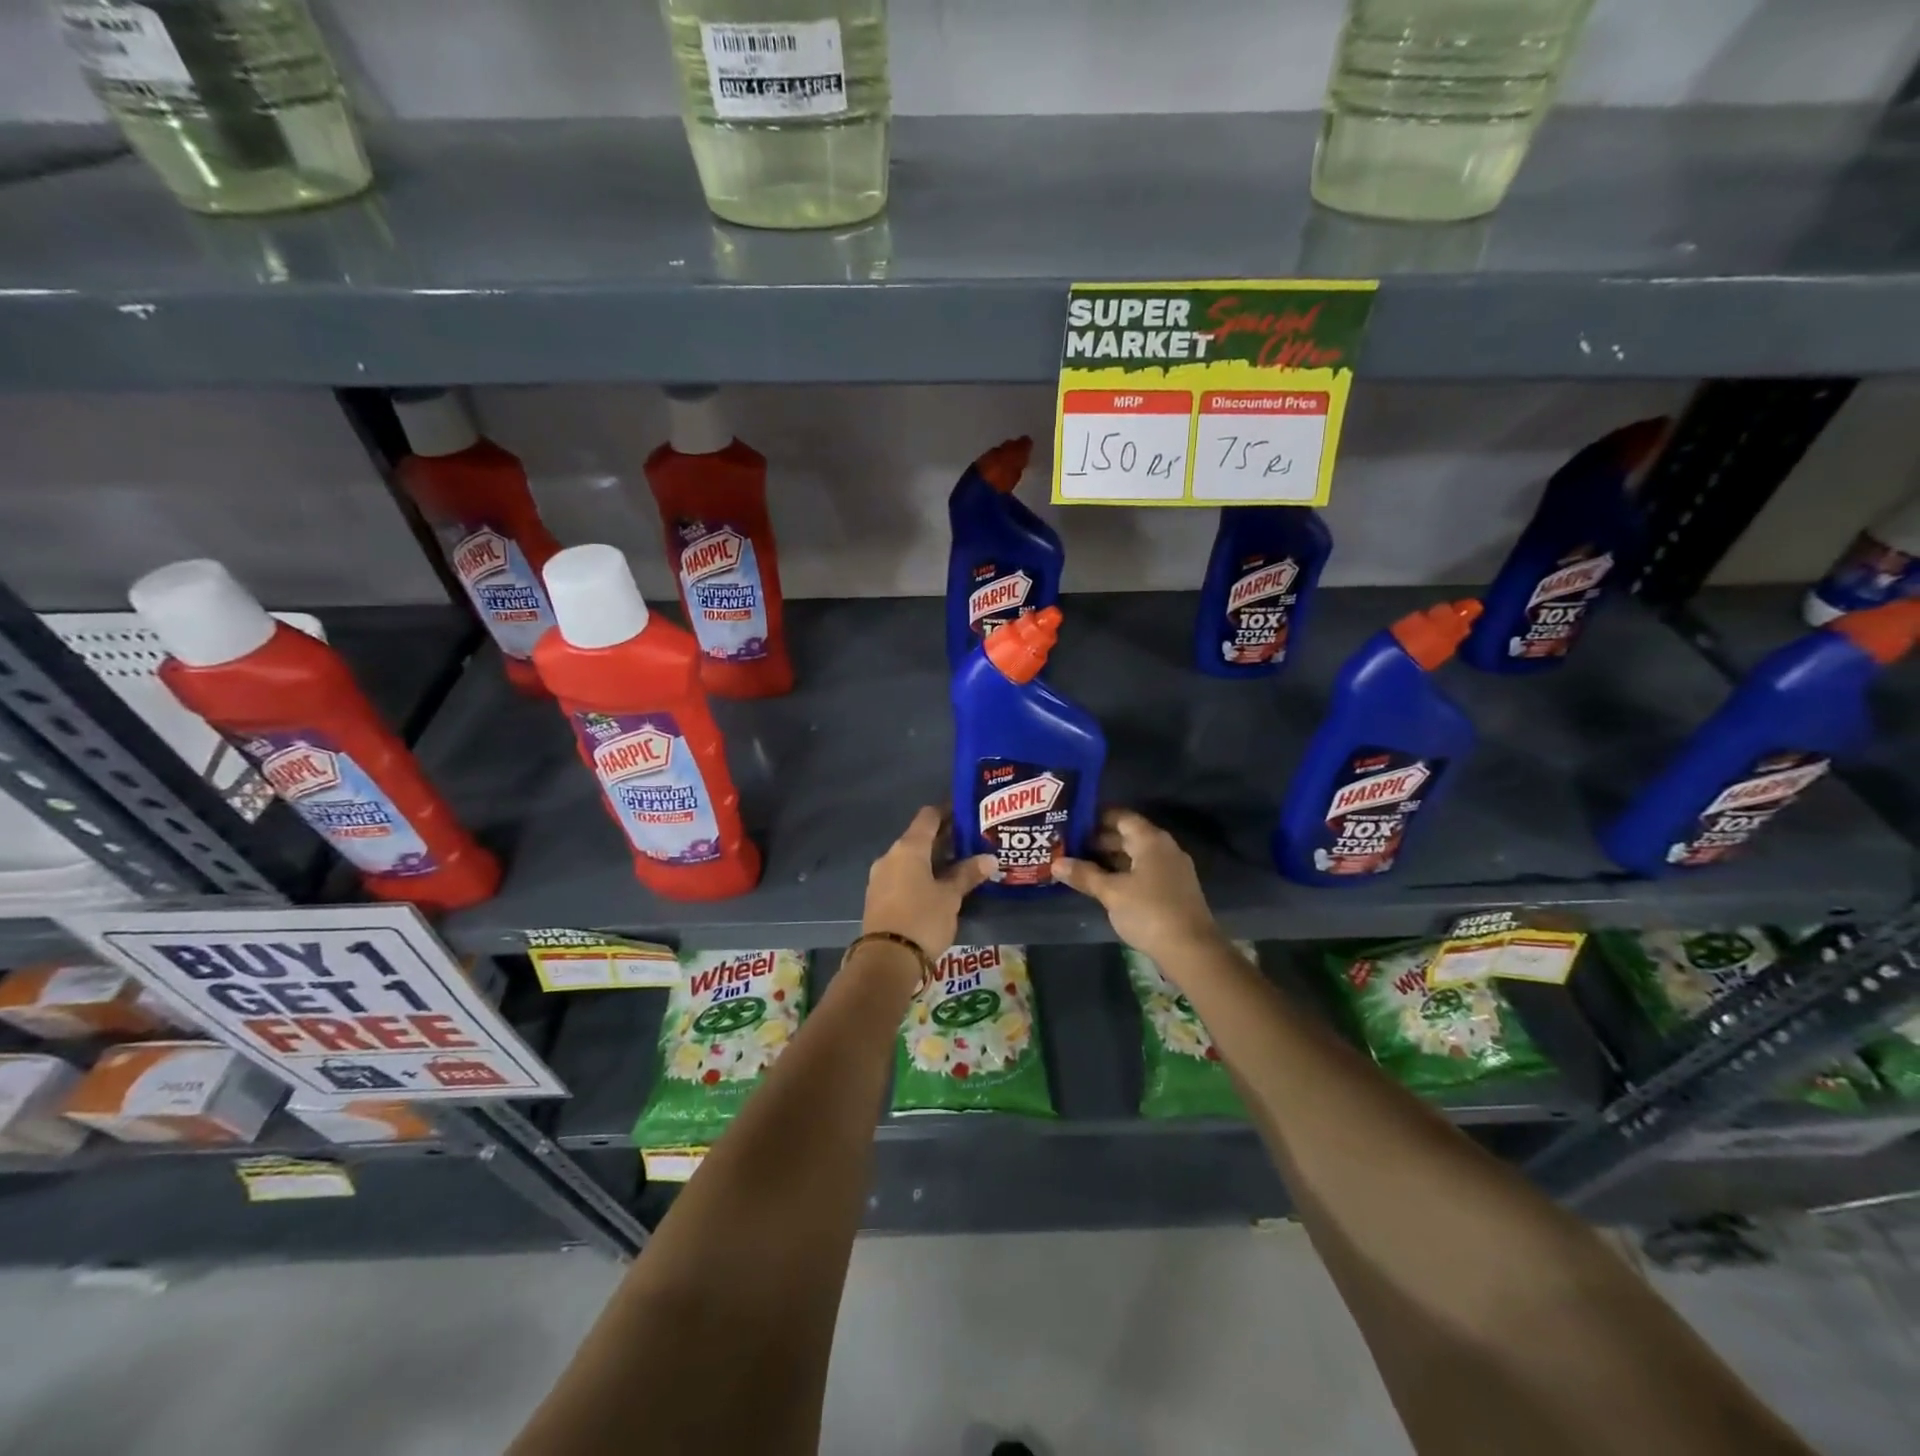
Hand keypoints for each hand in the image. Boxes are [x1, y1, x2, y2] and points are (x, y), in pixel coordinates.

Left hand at [862, 806, 994, 959]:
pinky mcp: (878, 897)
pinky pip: (902, 875)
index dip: (947, 811)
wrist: (885, 960)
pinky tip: (938, 886)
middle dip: (944, 838)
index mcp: (908, 848)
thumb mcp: (950, 897)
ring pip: (910, 858)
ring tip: (959, 865)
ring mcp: (881, 877)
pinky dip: (920, 874)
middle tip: (971, 841)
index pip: (928, 816)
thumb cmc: (922, 919)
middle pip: (919, 837)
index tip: (967, 812)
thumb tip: (989, 858)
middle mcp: (890, 856)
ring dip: (932, 858)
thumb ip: (968, 874)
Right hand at [1055, 808, 1221, 964]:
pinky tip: (1104, 886)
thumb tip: (1056, 863)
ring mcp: (1172, 870)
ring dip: (1110, 860)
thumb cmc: (1149, 912)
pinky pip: (1144, 872)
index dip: (1096, 818)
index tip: (1072, 824)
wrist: (1192, 950)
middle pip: (1128, 836)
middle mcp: (1164, 848)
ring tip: (1080, 866)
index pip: (1121, 817)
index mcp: (1151, 840)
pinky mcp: (1174, 890)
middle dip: (1099, 840)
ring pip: (1136, 856)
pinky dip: (1124, 874)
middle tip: (1069, 846)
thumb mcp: (1111, 892)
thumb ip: (1084, 875)